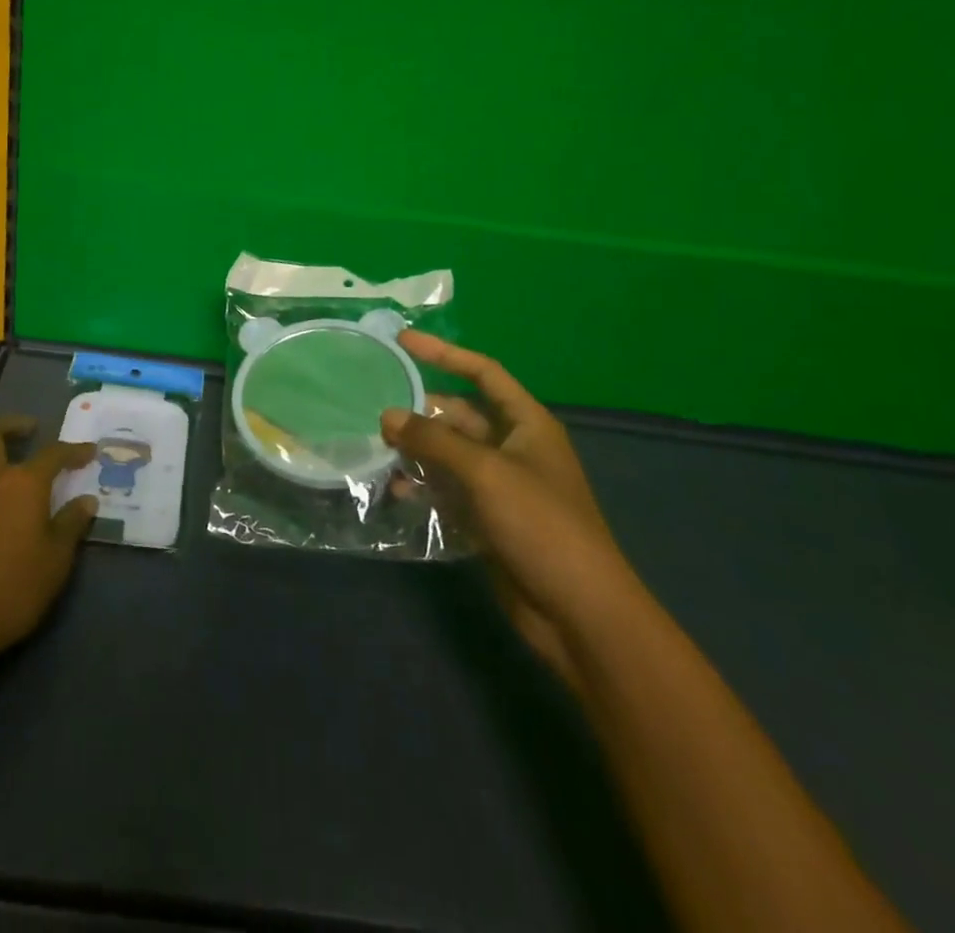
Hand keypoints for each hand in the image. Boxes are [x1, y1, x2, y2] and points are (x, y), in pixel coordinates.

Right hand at [381, 332, 637, 686]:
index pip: (483, 373)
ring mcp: (501, 486)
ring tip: (376, 448)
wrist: (579, 612)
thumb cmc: (541, 525)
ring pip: (450, 455)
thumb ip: (434, 441)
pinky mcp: (488, 520)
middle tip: (375, 408)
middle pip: (460, 415)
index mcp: (527, 424)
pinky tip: (395, 491)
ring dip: (417, 451)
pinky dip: (423, 487)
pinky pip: (448, 491)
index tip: (402, 342)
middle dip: (421, 410)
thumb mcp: (485, 473)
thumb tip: (387, 416)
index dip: (444, 354)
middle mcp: (514, 448)